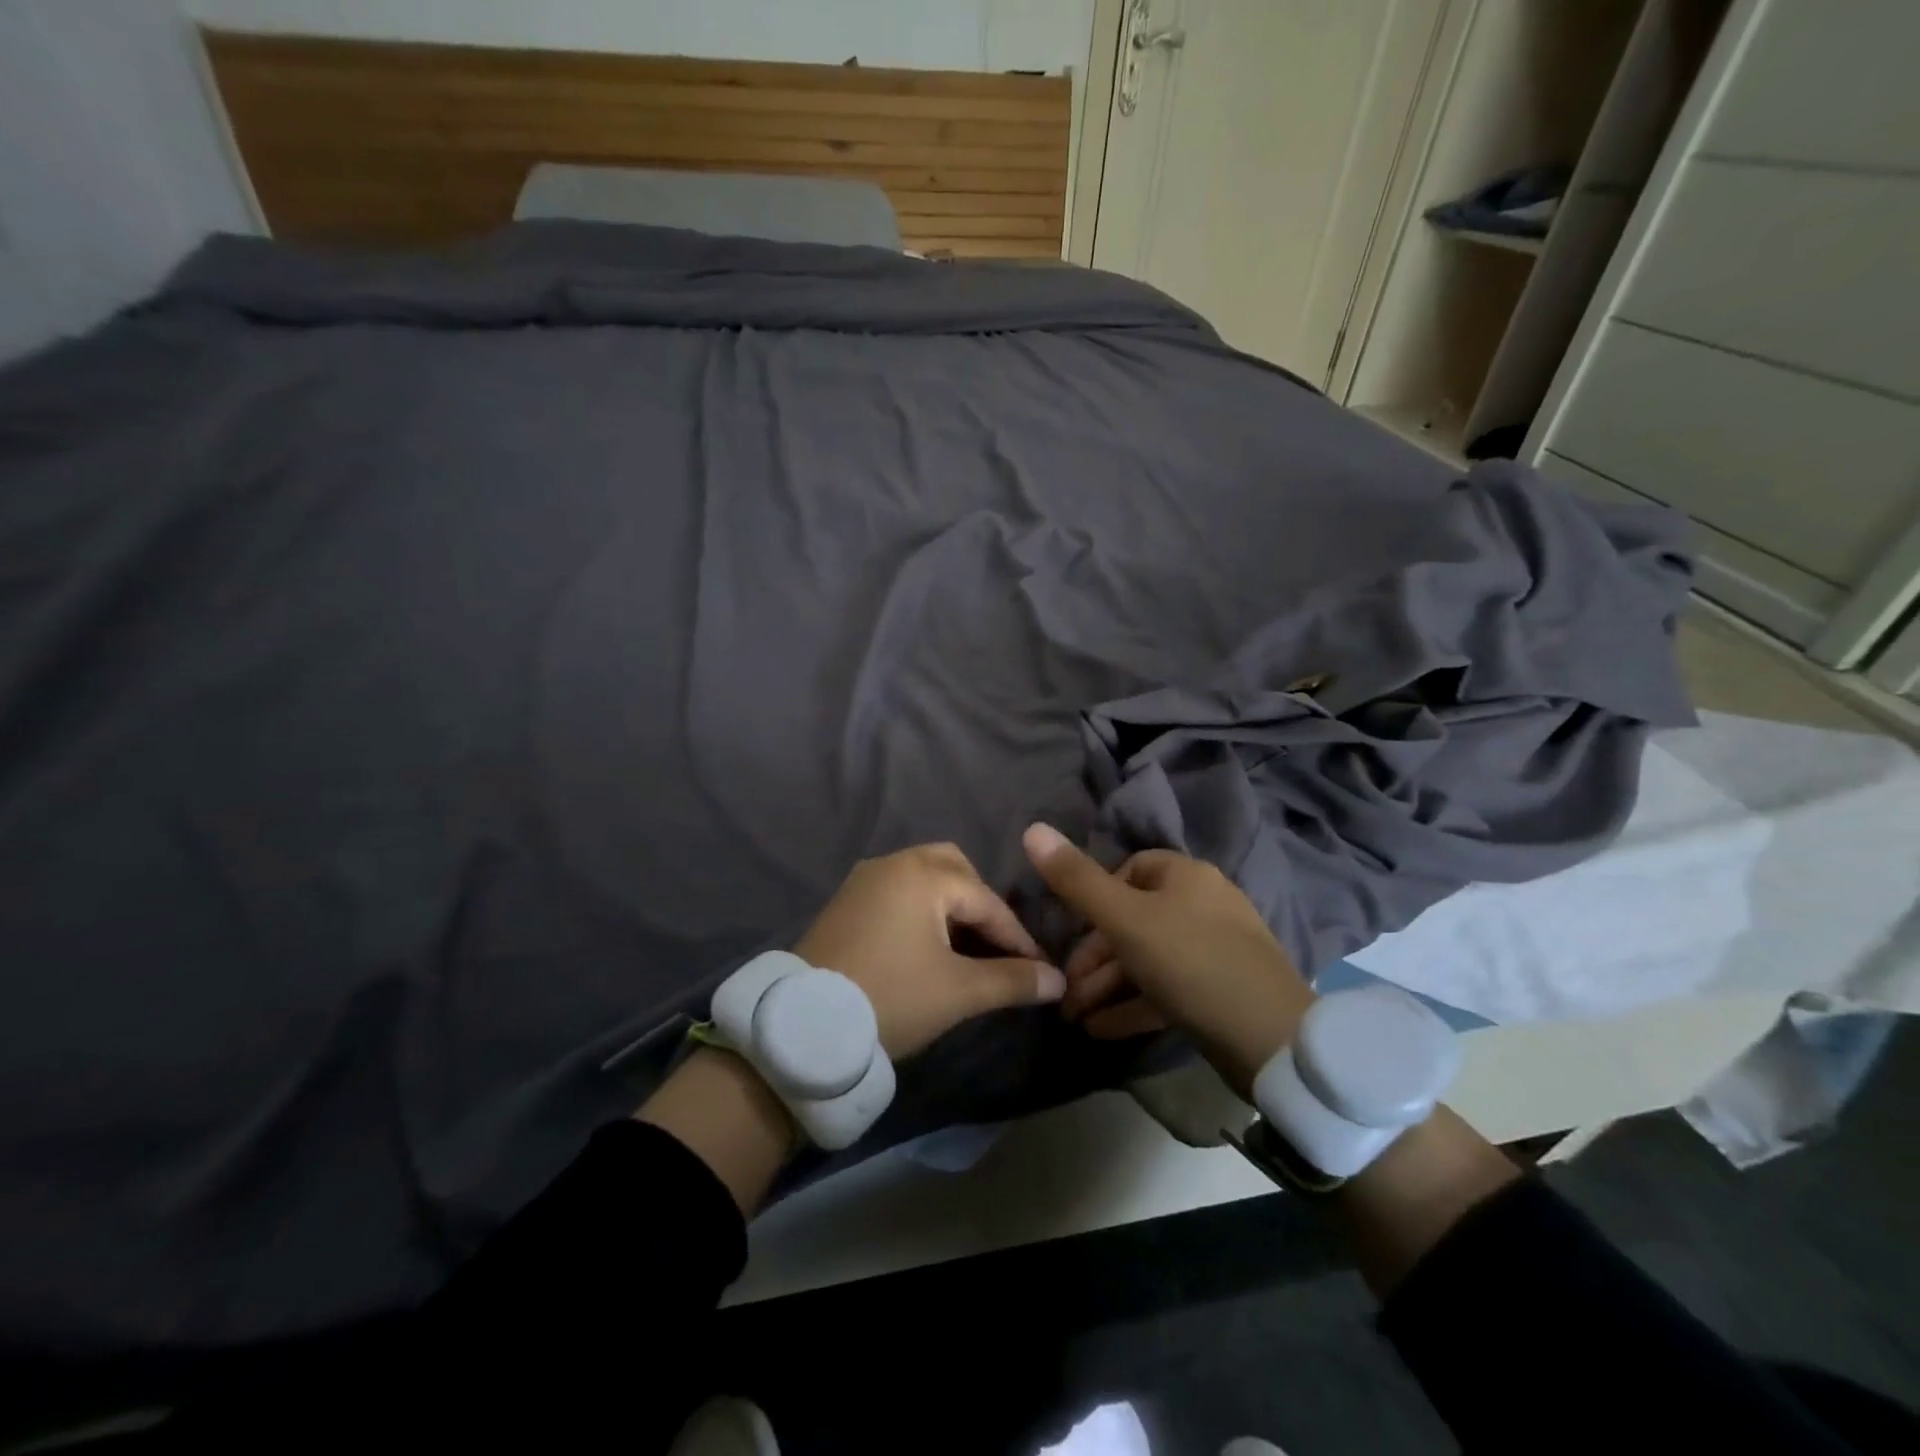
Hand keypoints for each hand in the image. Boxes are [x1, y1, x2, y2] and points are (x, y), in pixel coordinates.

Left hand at [794, 843, 1066, 1059]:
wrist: (803, 1027)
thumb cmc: (891, 998)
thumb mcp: (958, 992)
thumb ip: (1013, 980)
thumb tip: (1058, 980)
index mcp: (923, 874)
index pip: (986, 901)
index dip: (1017, 937)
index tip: (1040, 968)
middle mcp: (893, 863)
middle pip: (954, 868)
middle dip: (980, 904)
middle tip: (995, 945)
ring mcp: (864, 880)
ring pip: (923, 877)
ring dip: (950, 905)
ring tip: (965, 948)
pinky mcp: (845, 902)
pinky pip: (897, 892)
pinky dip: (921, 910)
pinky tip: (926, 946)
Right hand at [1022, 824, 1315, 1095]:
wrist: (1272, 1040)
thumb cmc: (1191, 962)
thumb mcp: (1125, 920)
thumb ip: (1076, 880)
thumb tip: (1032, 829)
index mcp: (1186, 876)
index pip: (1131, 869)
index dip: (1096, 895)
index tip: (1072, 928)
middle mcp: (1203, 904)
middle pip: (1134, 920)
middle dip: (1094, 956)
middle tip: (1065, 991)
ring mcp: (1215, 950)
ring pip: (1147, 959)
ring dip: (1107, 985)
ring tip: (1074, 1017)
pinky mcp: (1220, 992)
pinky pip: (1166, 990)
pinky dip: (1132, 1005)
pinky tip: (1101, 1030)